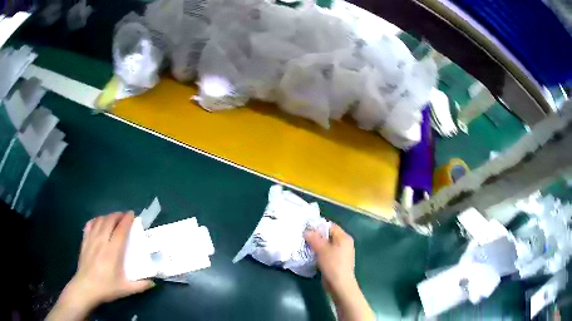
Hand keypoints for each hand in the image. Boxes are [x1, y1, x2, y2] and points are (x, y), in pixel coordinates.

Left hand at [47, 212, 153, 320]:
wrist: (84, 289)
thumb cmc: (105, 289)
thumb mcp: (124, 289)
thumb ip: (140, 284)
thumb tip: (154, 280)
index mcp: (111, 252)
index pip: (120, 231)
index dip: (126, 220)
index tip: (133, 214)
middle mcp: (100, 243)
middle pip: (108, 222)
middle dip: (117, 215)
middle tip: (125, 213)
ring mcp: (90, 241)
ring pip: (98, 222)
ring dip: (106, 216)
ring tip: (112, 216)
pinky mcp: (83, 243)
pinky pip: (88, 227)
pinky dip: (94, 221)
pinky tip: (96, 222)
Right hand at [304, 223, 355, 291]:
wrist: (340, 284)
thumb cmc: (332, 264)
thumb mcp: (321, 249)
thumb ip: (314, 238)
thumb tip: (306, 231)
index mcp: (344, 237)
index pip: (330, 226)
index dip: (318, 226)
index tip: (306, 229)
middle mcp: (345, 243)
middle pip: (329, 235)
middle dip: (316, 236)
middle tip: (304, 238)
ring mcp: (342, 253)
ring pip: (327, 245)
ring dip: (317, 245)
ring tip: (305, 246)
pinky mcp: (337, 261)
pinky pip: (327, 253)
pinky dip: (320, 253)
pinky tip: (311, 256)